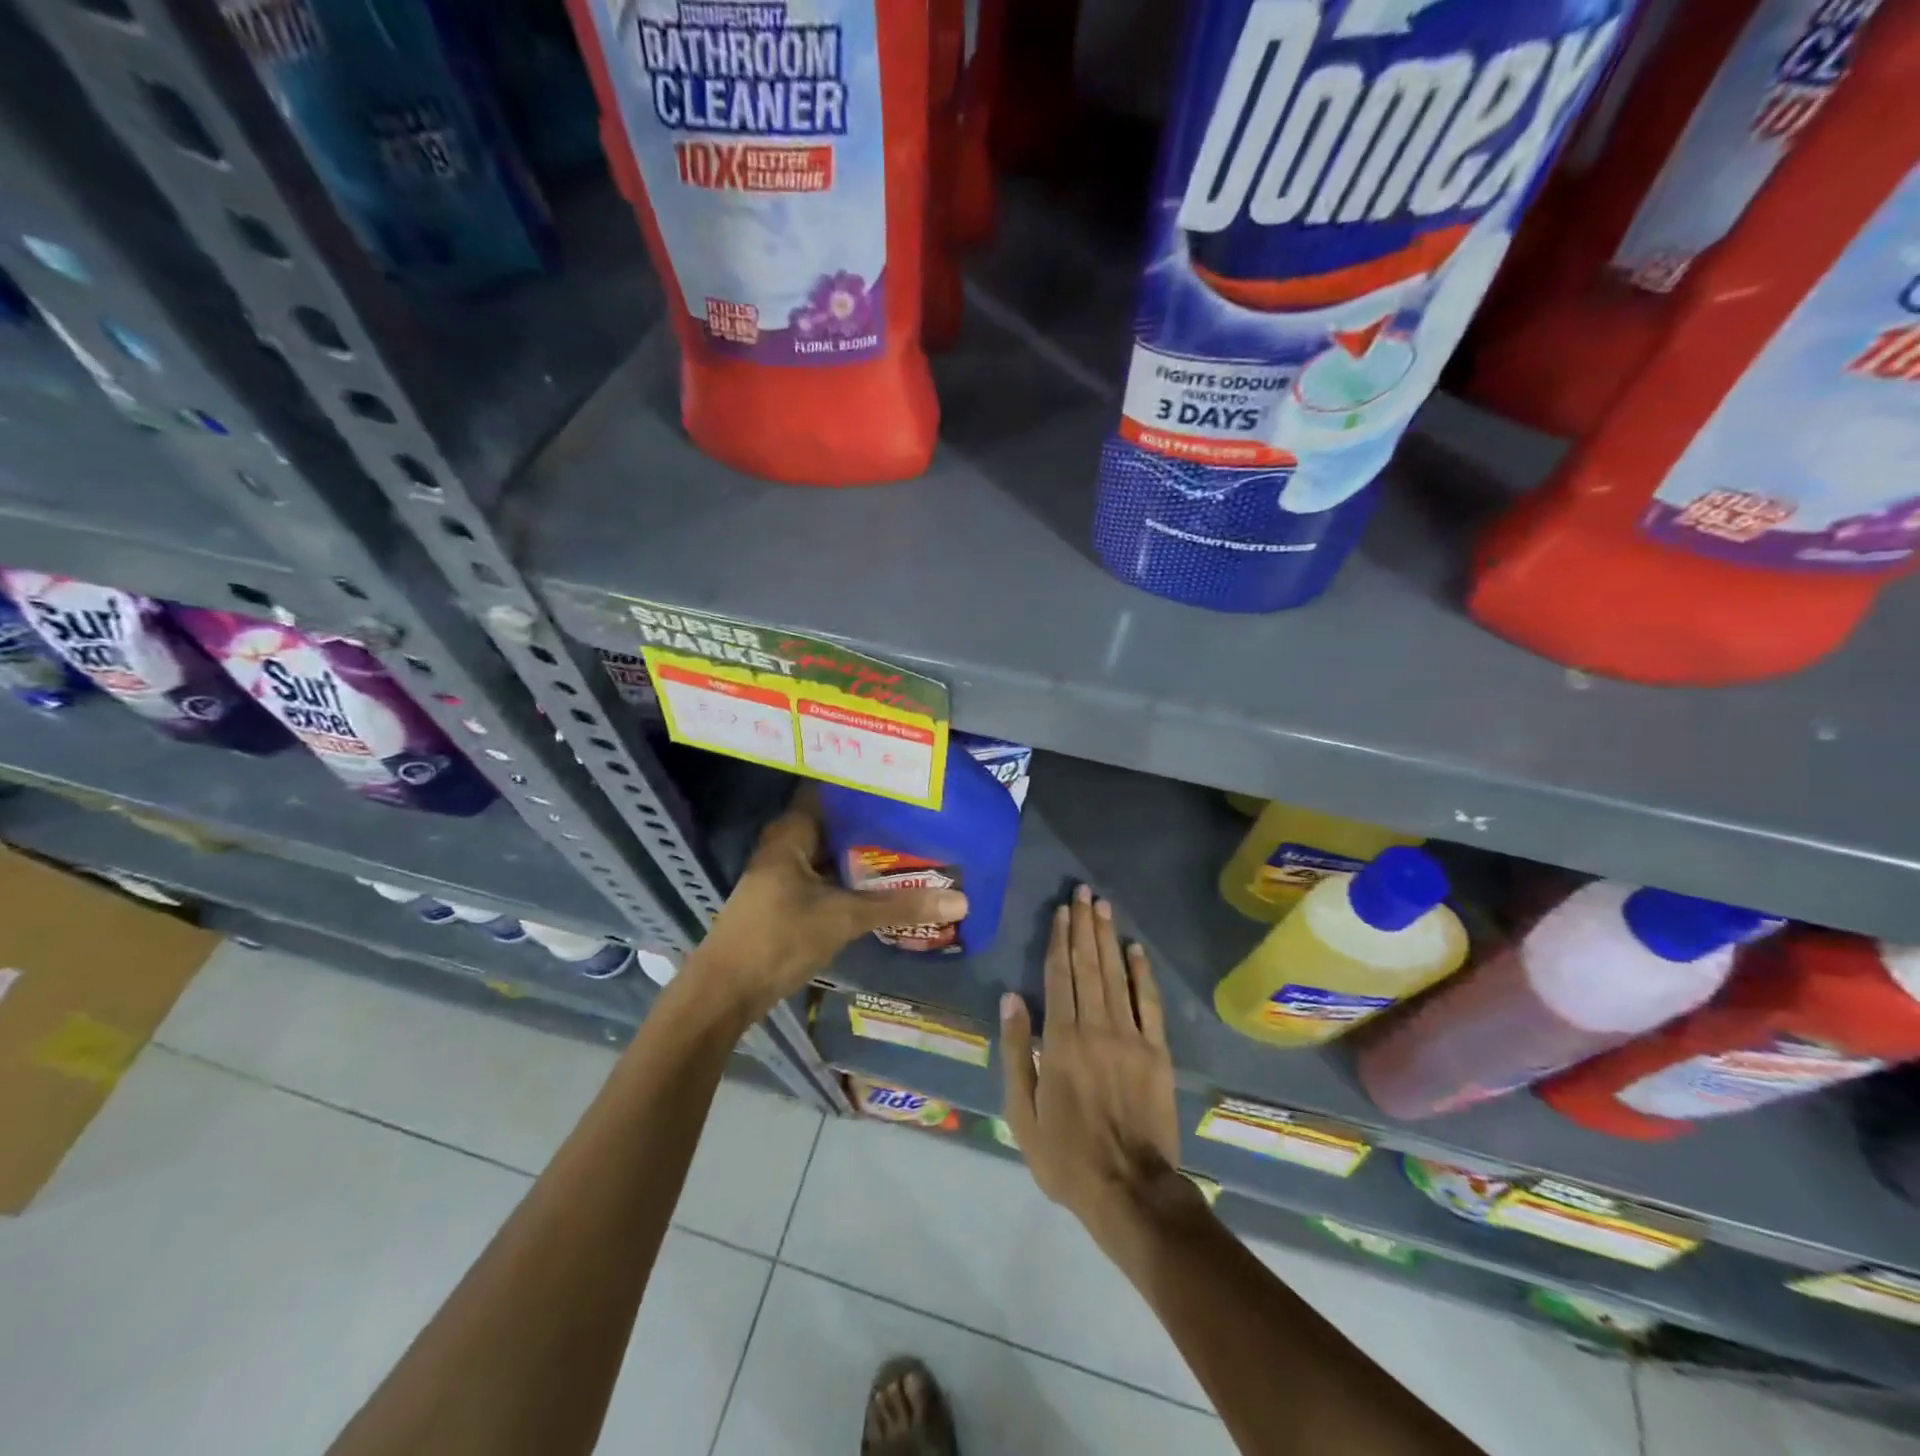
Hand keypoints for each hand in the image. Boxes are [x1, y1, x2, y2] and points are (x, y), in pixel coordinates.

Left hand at [688, 785, 967, 1024]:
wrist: (727, 992)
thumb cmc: (778, 938)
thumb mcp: (843, 918)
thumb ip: (900, 906)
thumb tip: (961, 901)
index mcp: (793, 830)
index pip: (833, 788)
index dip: (867, 781)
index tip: (906, 779)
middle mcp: (790, 842)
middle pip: (840, 820)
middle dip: (878, 819)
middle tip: (925, 812)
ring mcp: (789, 870)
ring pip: (837, 850)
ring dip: (870, 850)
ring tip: (918, 840)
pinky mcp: (793, 896)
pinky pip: (832, 874)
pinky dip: (858, 875)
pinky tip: (892, 878)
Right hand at [1001, 885, 1186, 1246]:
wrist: (1131, 1190)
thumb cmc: (1066, 1156)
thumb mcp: (1022, 1112)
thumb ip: (1017, 1052)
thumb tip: (1011, 998)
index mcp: (1061, 1041)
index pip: (1058, 977)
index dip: (1058, 940)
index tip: (1060, 911)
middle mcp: (1096, 1028)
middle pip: (1088, 966)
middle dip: (1084, 926)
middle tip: (1083, 892)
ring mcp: (1131, 1038)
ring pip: (1116, 976)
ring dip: (1107, 938)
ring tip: (1102, 906)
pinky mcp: (1157, 1052)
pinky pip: (1149, 1004)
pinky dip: (1142, 973)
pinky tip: (1136, 949)